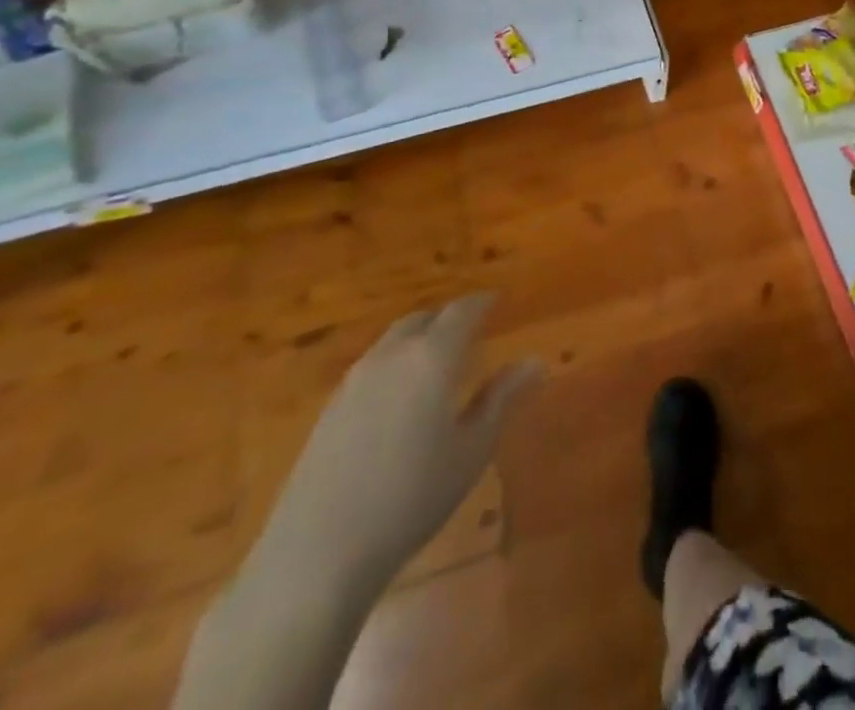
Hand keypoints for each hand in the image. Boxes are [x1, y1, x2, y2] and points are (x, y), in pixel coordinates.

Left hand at [249, 294, 542, 598]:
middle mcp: (392, 355)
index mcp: (432, 357)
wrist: (318, 553)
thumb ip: (502, 397)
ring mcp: (354, 380)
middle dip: (449, 318)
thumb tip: (535, 361)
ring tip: (438, 361)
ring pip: (394, 340)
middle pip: (423, 319)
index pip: (462, 311)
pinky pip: (373, 365)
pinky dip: (396, 362)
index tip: (498, 300)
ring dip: (419, 338)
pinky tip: (401, 396)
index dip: (482, 302)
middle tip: (471, 331)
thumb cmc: (412, 498)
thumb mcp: (472, 449)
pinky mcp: (330, 407)